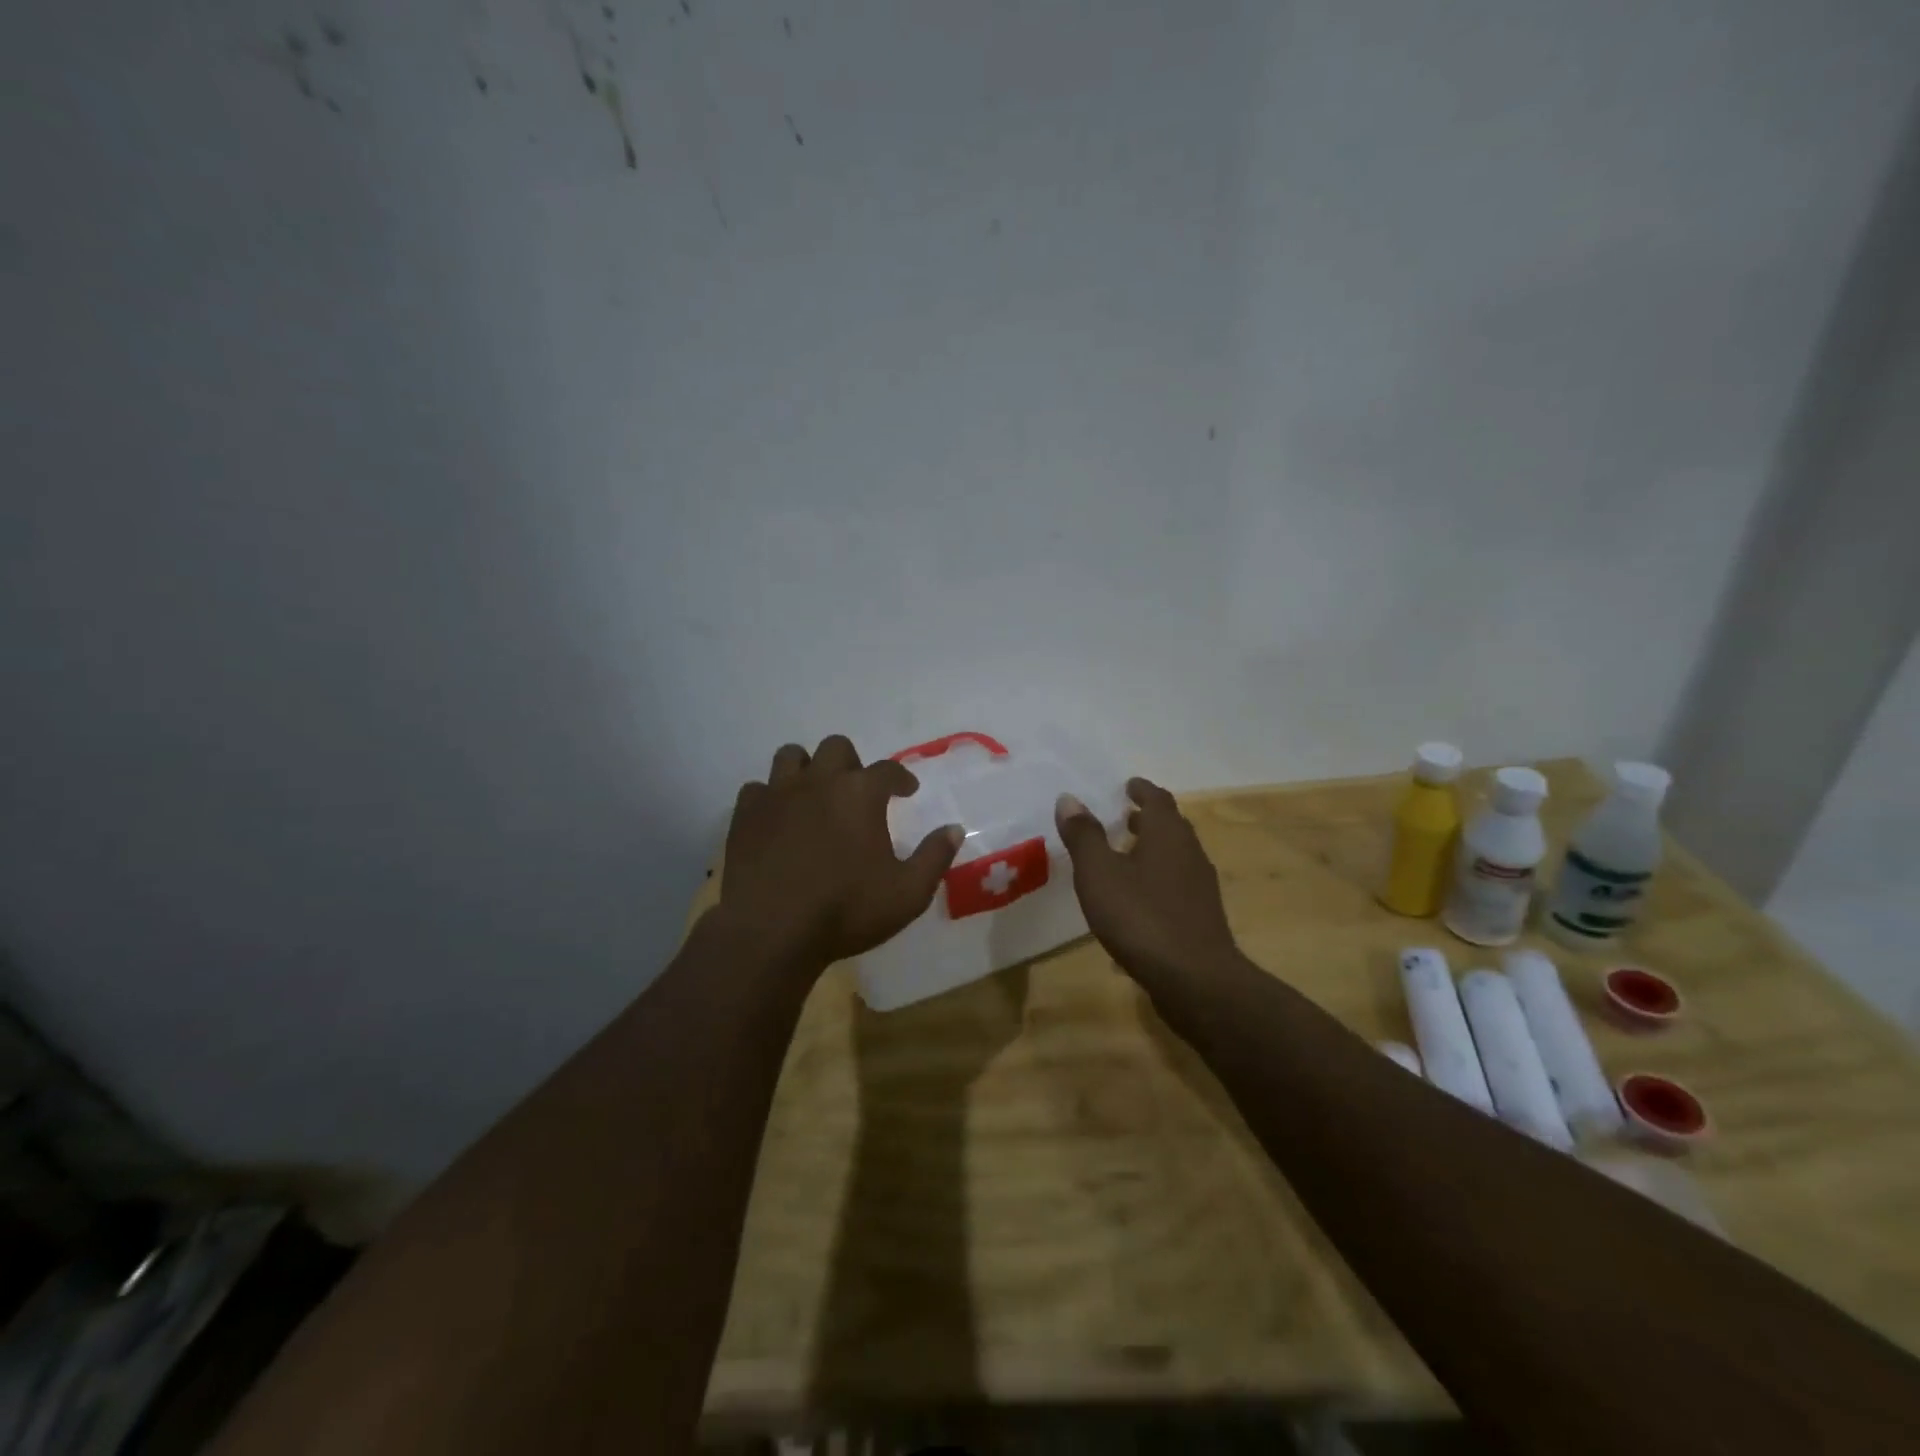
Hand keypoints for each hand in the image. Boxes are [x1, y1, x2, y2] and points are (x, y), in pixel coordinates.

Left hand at [718, 735, 962, 970]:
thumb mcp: (908, 893)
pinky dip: (770, 797)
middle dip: (851, 763)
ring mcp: (777, 795)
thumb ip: (934, 856)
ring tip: (814, 794)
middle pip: (836, 748)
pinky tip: (777, 818)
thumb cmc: (846, 911)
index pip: (888, 770)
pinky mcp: (745, 815)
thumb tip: (954, 829)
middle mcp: (819, 781)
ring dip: (807, 768)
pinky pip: (756, 789)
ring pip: (791, 756)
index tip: (906, 791)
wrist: (772, 931)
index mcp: (861, 793)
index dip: (901, 778)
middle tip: (857, 791)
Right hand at [1055, 777, 1238, 990]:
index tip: (1128, 785)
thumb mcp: (1099, 874)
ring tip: (1126, 856)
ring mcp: (1200, 887)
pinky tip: (1136, 902)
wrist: (1195, 980)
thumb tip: (1069, 798)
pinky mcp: (1201, 917)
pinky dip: (1156, 879)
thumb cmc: (1141, 917)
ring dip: (1152, 850)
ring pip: (1175, 857)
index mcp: (1168, 834)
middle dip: (1148, 819)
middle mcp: (1190, 853)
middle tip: (1124, 816)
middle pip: (1171, 826)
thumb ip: (1084, 836)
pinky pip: (1176, 885)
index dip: (1141, 790)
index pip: (1158, 799)